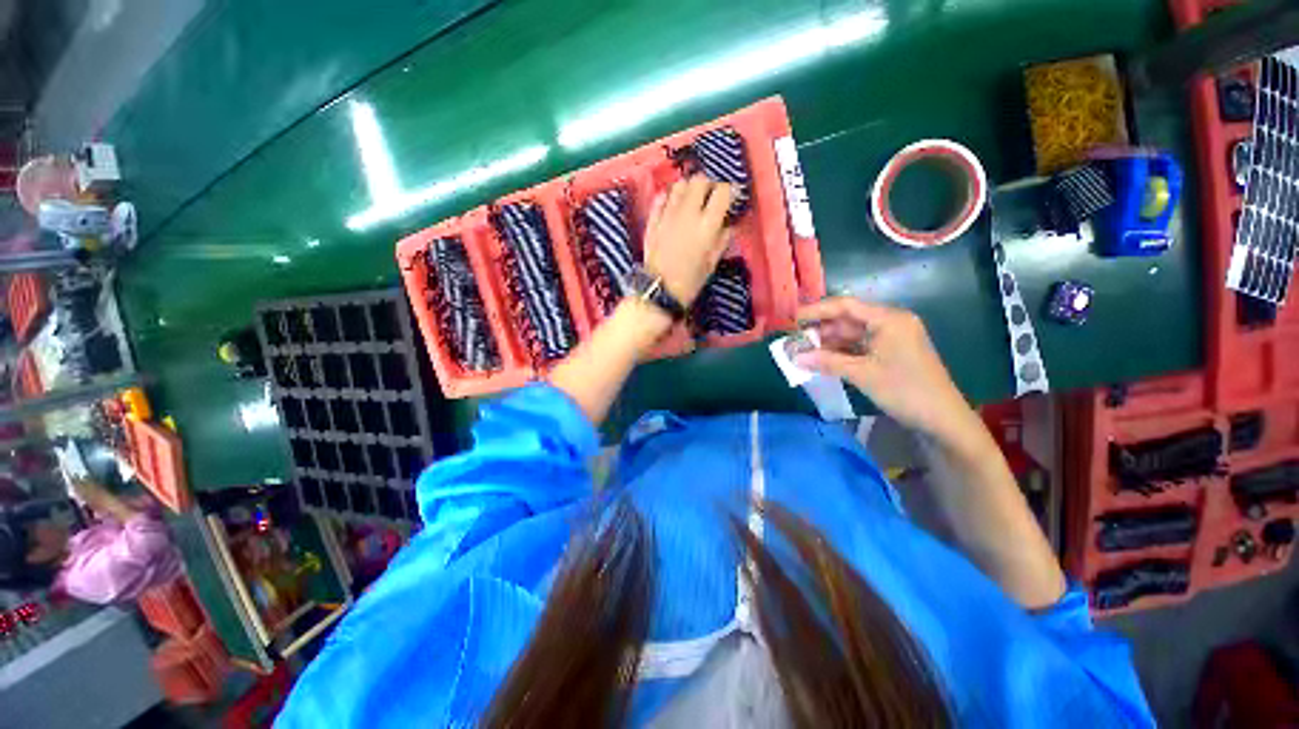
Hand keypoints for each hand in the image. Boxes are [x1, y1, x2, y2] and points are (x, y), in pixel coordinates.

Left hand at [642, 176, 735, 305]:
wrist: (659, 289)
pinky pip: (661, 196)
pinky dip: (669, 196)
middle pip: (700, 180)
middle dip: (708, 186)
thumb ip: (722, 240)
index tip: (730, 198)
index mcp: (707, 224)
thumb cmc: (690, 281)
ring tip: (691, 200)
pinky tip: (672, 206)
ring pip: (680, 184)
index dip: (729, 191)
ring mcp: (668, 213)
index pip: (723, 191)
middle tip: (709, 198)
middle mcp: (688, 212)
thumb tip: (728, 225)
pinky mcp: (653, 218)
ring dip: (688, 188)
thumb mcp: (712, 263)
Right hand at [795, 298, 975, 439]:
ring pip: (852, 334)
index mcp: (889, 319)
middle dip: (821, 329)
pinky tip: (822, 359)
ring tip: (803, 351)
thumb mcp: (862, 374)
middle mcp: (890, 322)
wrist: (942, 420)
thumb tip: (795, 357)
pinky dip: (841, 352)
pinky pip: (859, 346)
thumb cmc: (904, 390)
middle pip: (848, 319)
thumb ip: (827, 362)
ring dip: (828, 342)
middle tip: (795, 339)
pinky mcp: (890, 353)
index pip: (846, 306)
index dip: (817, 310)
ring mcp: (891, 338)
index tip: (793, 319)